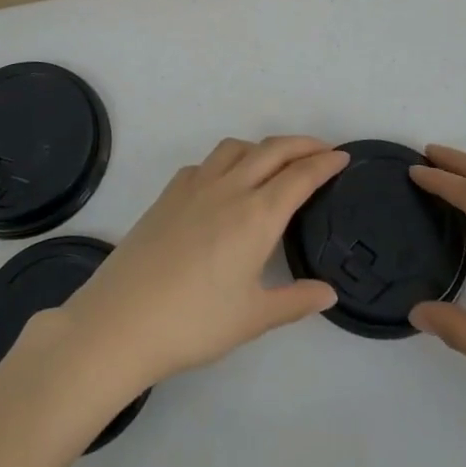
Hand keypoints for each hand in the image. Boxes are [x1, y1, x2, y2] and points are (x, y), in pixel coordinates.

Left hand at [56, 136, 348, 393]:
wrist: (122, 320)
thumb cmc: (194, 323)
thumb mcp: (253, 318)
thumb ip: (295, 301)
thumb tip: (328, 292)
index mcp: (257, 216)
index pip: (300, 176)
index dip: (325, 163)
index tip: (343, 157)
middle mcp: (229, 188)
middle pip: (272, 150)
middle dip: (302, 144)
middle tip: (322, 150)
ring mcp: (194, 186)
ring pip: (236, 147)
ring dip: (263, 147)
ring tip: (275, 163)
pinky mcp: (168, 193)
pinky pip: (206, 163)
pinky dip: (227, 161)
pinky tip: (225, 184)